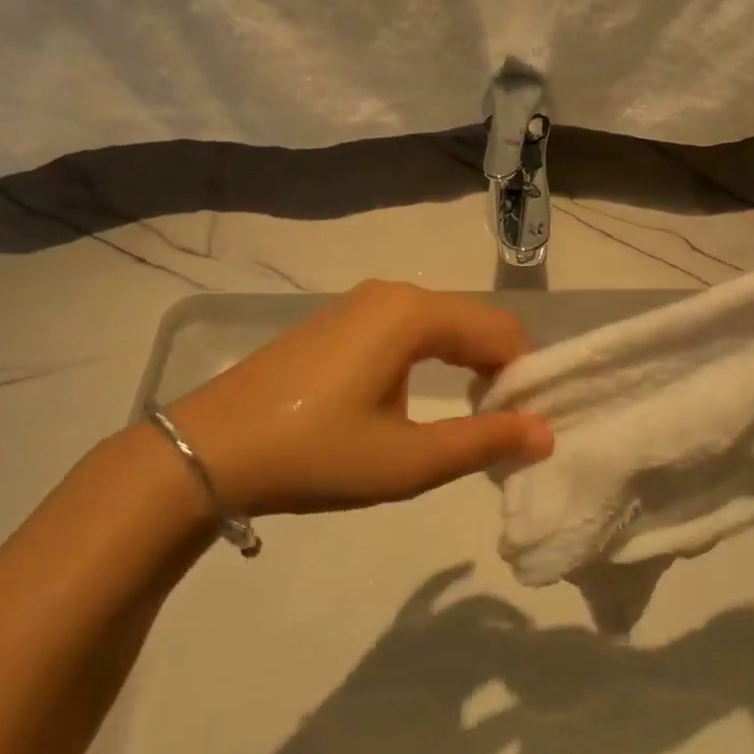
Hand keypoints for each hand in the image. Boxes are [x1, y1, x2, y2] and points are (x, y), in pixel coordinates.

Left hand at [151, 281, 553, 515]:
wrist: (208, 450)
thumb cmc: (315, 454)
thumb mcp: (407, 460)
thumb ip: (483, 442)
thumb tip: (545, 432)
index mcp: (414, 314)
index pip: (502, 332)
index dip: (525, 377)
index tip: (526, 427)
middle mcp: (393, 294)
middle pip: (474, 322)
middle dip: (499, 370)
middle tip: (503, 428)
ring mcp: (361, 303)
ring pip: (442, 325)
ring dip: (467, 364)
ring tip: (467, 419)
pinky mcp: (339, 321)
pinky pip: (408, 328)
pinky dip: (433, 358)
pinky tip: (417, 400)